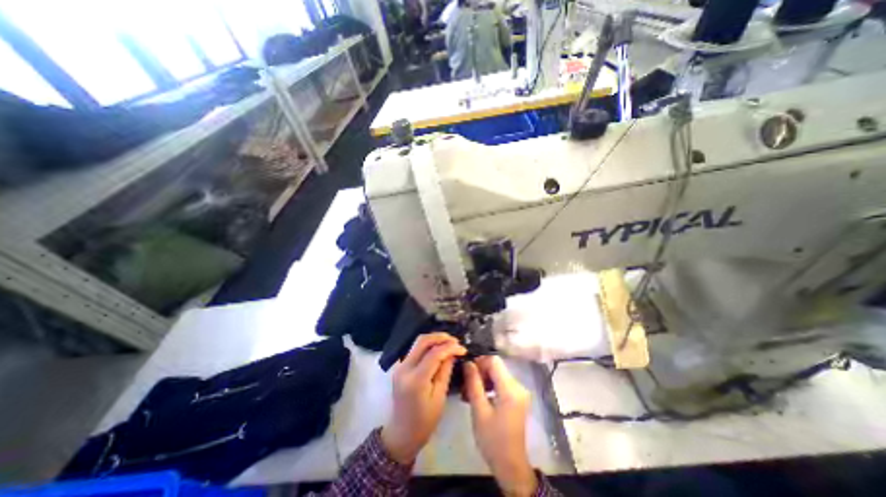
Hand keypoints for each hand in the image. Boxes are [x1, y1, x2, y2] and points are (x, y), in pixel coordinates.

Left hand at [381, 332, 466, 464]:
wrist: (401, 433)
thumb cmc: (424, 422)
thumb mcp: (439, 398)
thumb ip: (445, 371)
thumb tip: (452, 353)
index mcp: (416, 380)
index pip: (434, 353)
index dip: (450, 347)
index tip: (463, 348)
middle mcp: (405, 368)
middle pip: (423, 341)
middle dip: (440, 337)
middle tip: (455, 341)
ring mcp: (400, 366)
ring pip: (418, 343)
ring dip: (434, 339)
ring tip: (449, 343)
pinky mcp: (400, 366)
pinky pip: (415, 349)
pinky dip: (428, 346)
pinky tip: (438, 349)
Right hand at [467, 355, 536, 495]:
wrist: (511, 466)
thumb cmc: (493, 439)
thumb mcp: (479, 410)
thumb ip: (473, 383)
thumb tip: (468, 363)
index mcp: (510, 388)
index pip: (494, 361)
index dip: (479, 362)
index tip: (467, 373)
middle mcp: (518, 386)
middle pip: (496, 367)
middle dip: (480, 373)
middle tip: (466, 386)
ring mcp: (519, 392)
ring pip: (498, 375)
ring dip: (483, 380)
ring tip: (469, 393)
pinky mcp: (518, 398)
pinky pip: (502, 384)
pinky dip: (490, 387)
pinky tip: (479, 398)